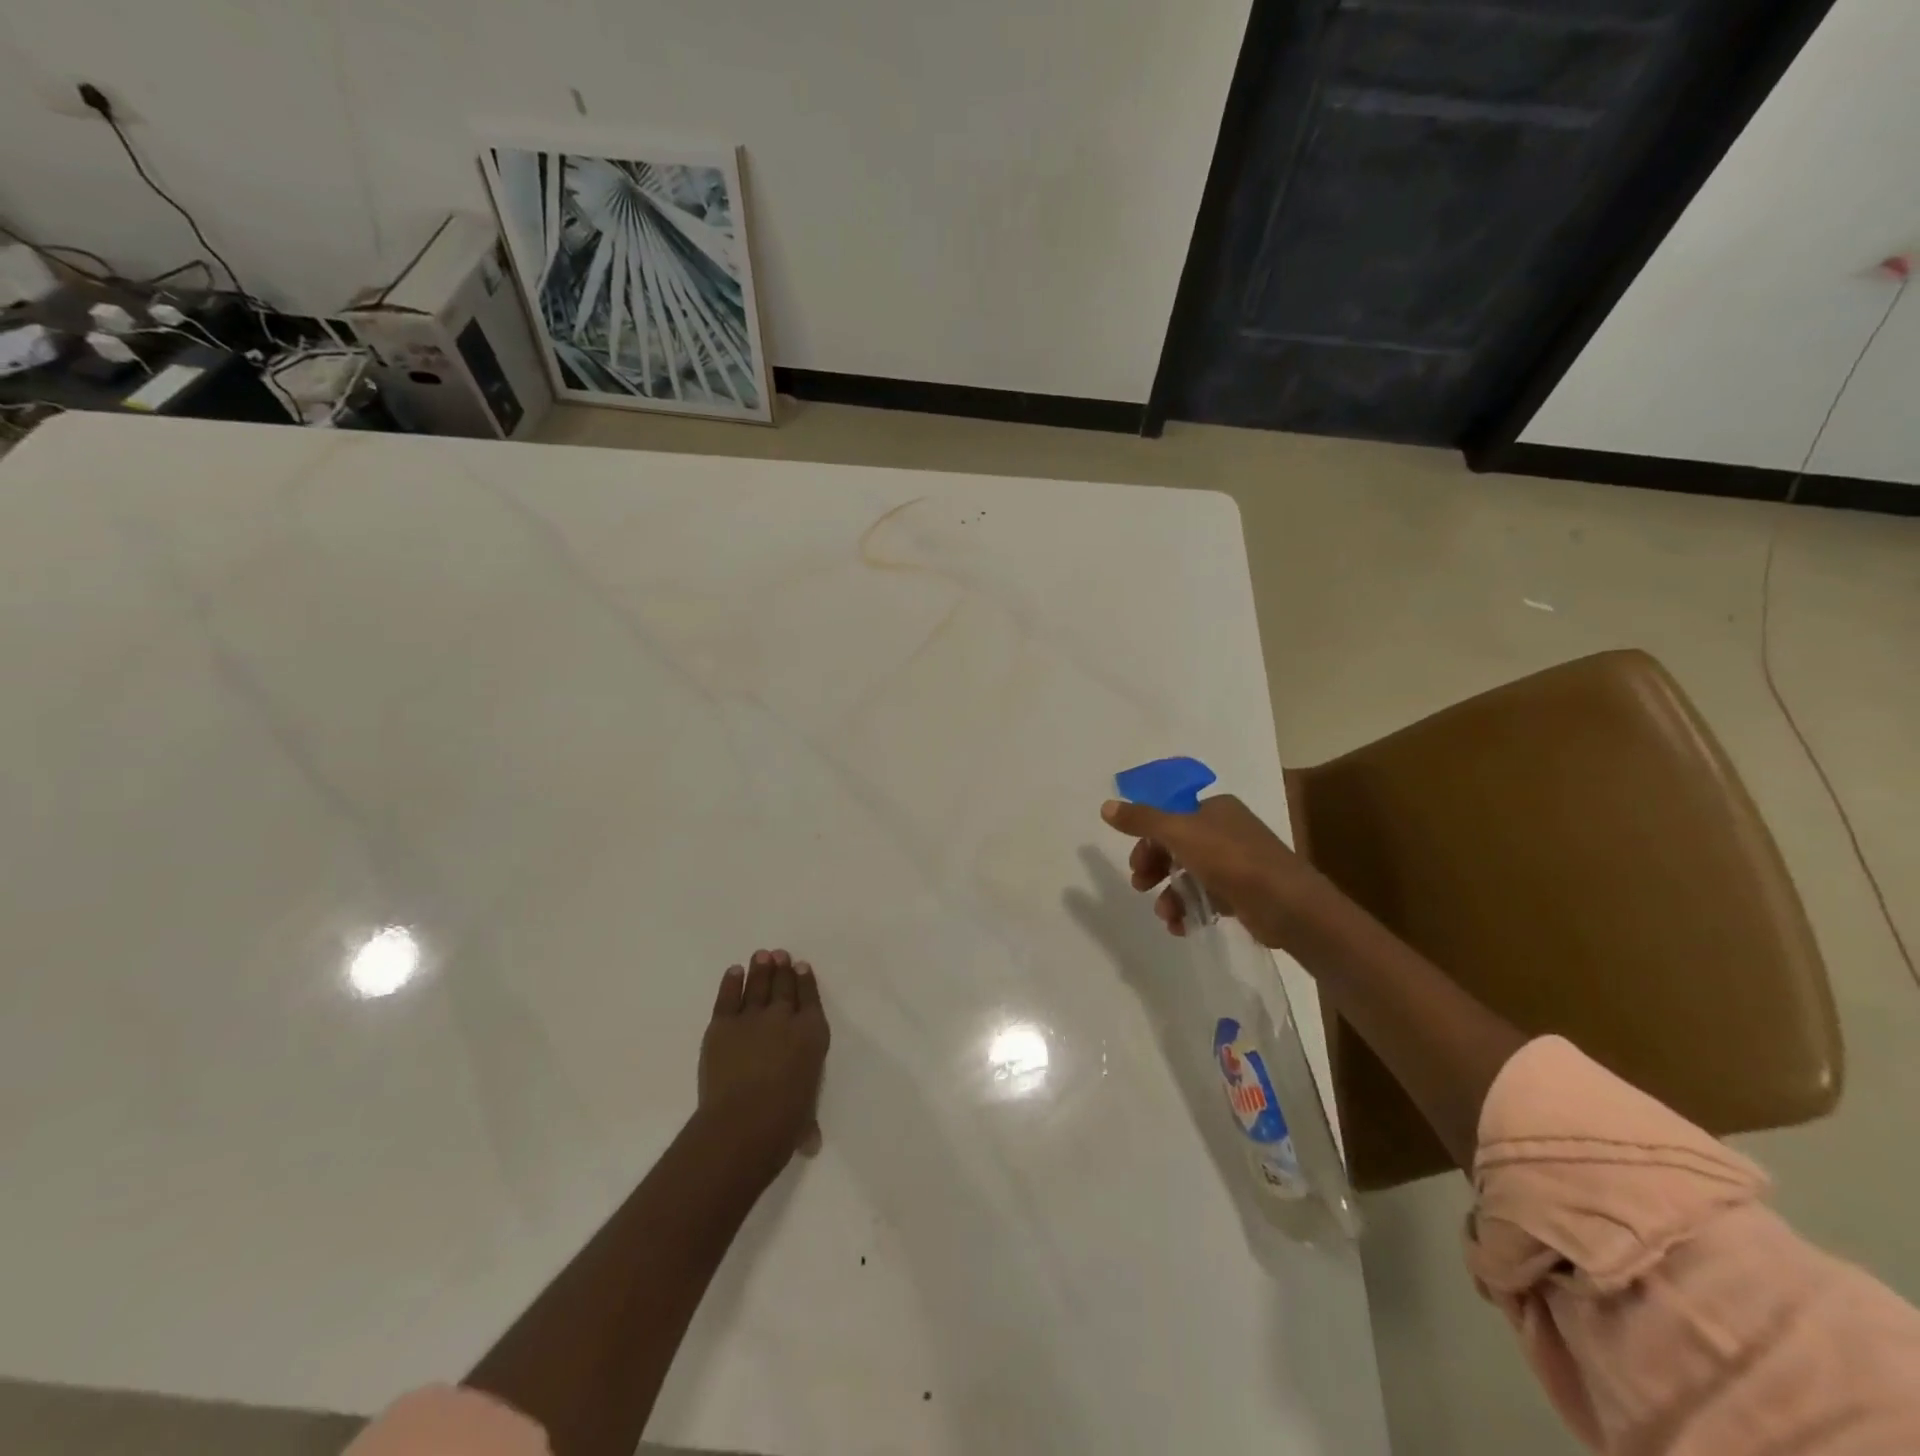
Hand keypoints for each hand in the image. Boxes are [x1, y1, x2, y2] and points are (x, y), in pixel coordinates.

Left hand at [698, 949, 830, 1176]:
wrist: (744, 1121)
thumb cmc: (784, 1123)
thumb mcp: (805, 1118)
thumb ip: (806, 1122)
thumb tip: (809, 1143)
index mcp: (812, 1034)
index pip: (810, 998)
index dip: (806, 981)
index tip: (801, 967)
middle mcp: (785, 1018)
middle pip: (784, 985)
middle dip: (782, 969)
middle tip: (780, 955)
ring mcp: (752, 1018)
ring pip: (757, 985)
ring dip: (760, 969)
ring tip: (761, 955)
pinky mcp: (722, 1025)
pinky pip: (728, 997)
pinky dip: (731, 983)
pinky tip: (734, 972)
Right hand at [1101, 794, 1325, 949]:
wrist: (1288, 905)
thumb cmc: (1232, 860)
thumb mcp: (1180, 833)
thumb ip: (1142, 820)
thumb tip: (1106, 806)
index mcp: (1215, 809)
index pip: (1170, 817)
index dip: (1147, 838)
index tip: (1134, 862)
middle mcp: (1227, 831)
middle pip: (1177, 846)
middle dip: (1155, 868)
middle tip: (1140, 886)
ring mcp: (1238, 863)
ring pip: (1190, 875)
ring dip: (1170, 895)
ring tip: (1165, 915)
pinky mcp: (1245, 893)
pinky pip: (1208, 897)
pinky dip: (1191, 910)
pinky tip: (1182, 926)